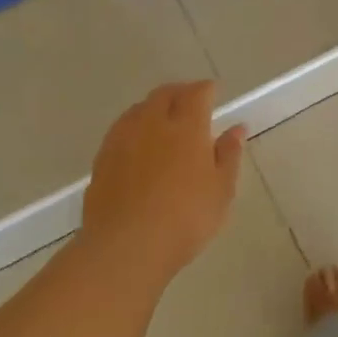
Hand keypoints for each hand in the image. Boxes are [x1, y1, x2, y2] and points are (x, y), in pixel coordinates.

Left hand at [81, 81, 245, 281]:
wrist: (126, 247)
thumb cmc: (185, 218)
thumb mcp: (221, 190)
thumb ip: (228, 155)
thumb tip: (236, 128)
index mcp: (186, 127)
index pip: (197, 93)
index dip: (206, 89)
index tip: (214, 92)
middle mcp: (152, 123)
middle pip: (164, 94)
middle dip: (179, 92)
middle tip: (190, 101)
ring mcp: (122, 140)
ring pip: (139, 109)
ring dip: (154, 107)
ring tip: (163, 119)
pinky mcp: (102, 159)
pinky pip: (120, 130)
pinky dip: (134, 127)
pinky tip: (138, 144)